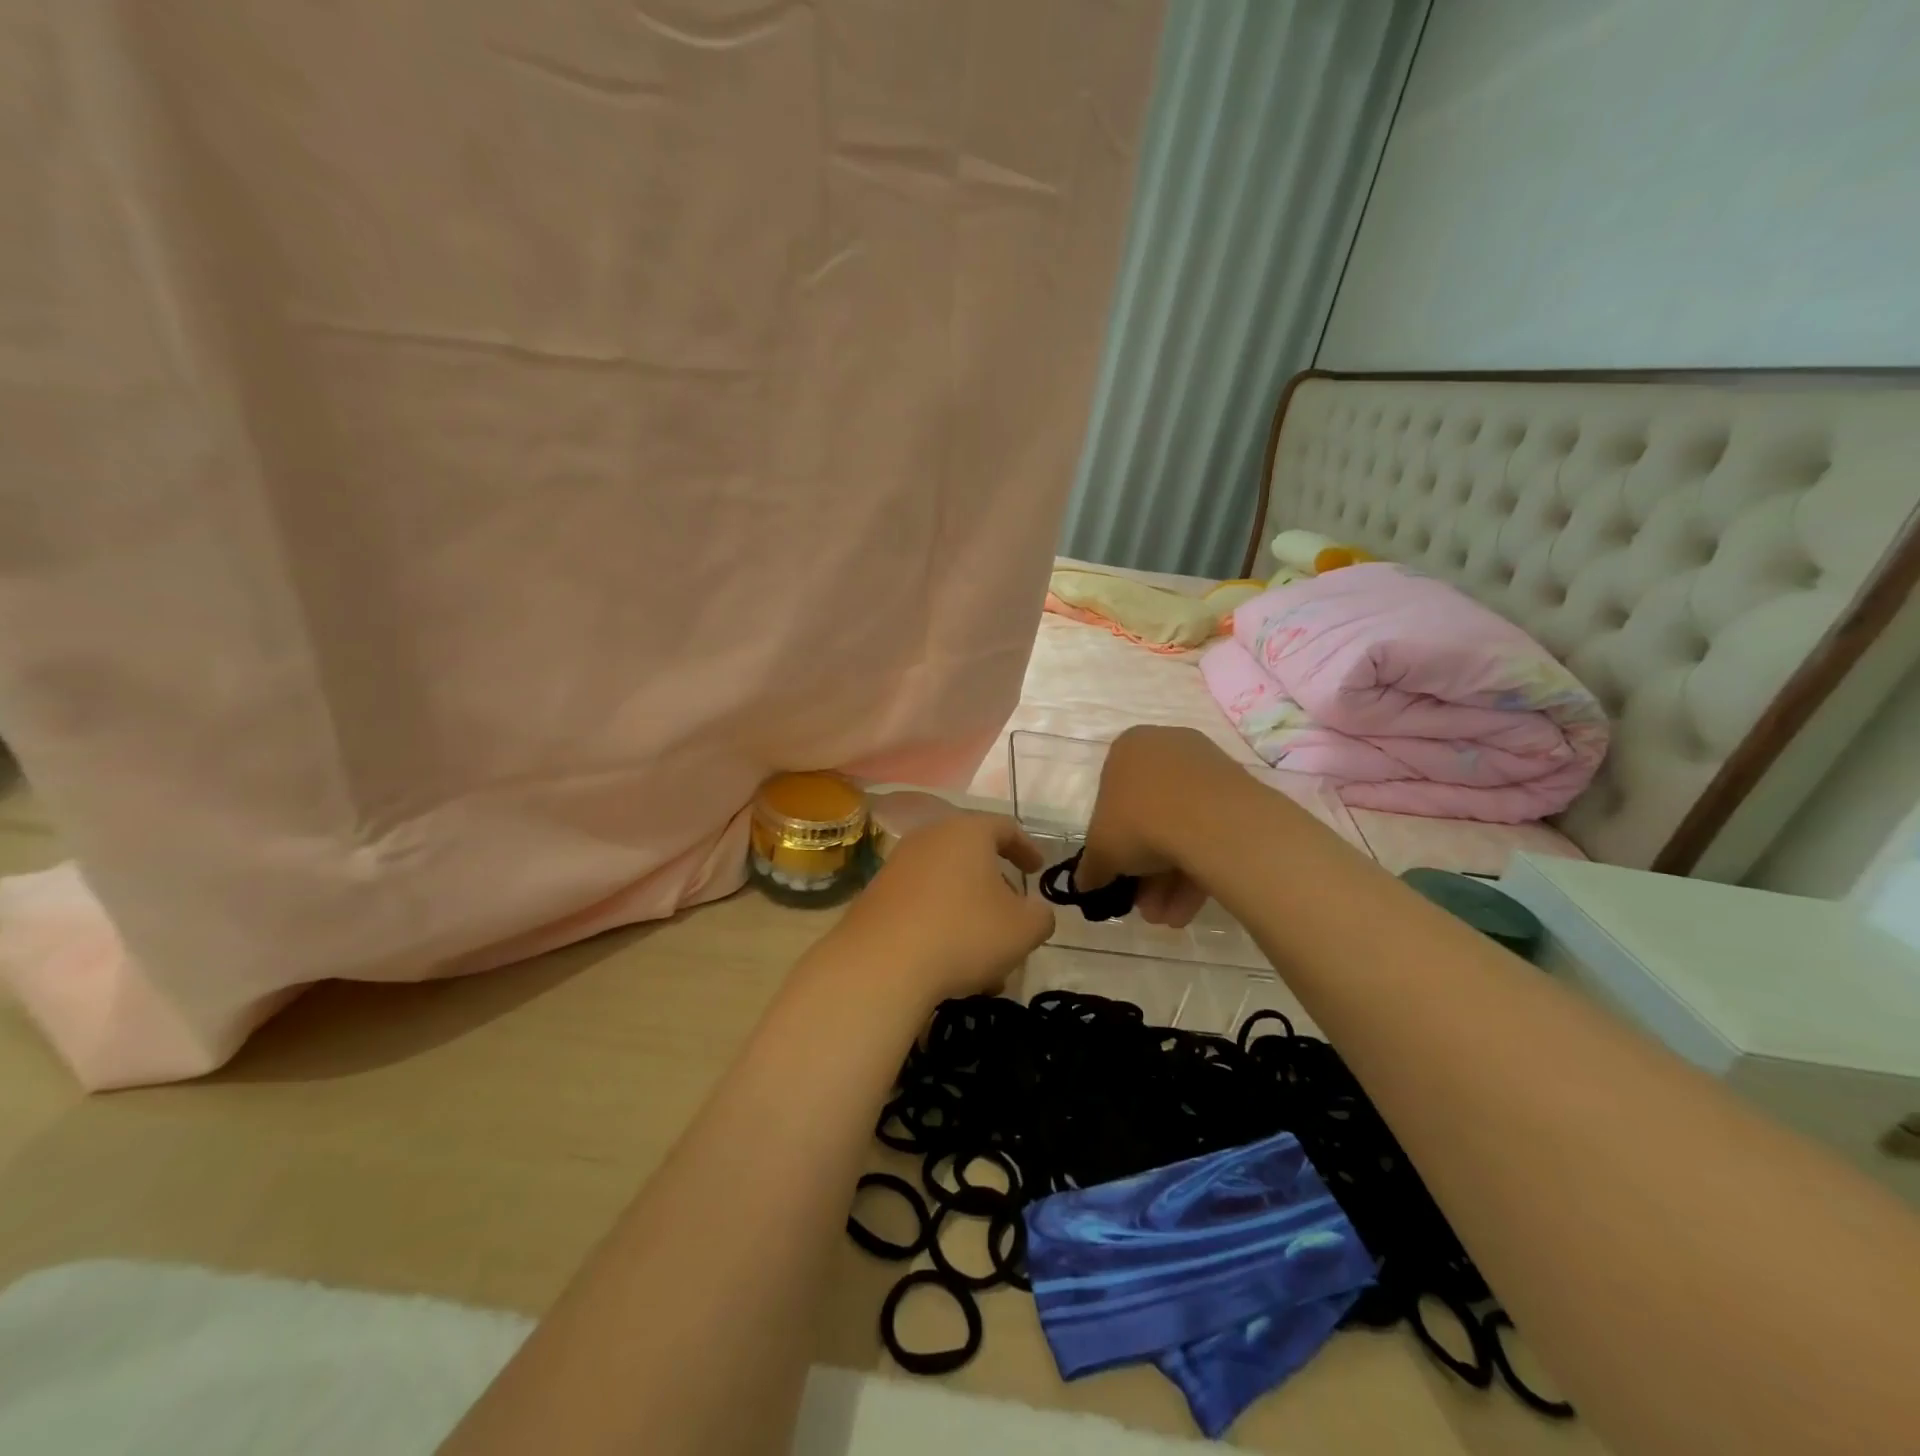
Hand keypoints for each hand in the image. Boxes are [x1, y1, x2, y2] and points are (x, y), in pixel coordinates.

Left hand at [830, 813, 1054, 1005]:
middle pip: (972, 855)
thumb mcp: (1022, 929)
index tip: (1038, 868)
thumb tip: (1035, 911)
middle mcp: (930, 838)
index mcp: (967, 832)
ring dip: (969, 911)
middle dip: (996, 885)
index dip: (1026, 848)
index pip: (1005, 827)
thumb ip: (1040, 915)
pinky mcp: (877, 895)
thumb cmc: (963, 933)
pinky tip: (950, 962)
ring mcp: (898, 865)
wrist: (881, 964)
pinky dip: (941, 923)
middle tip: (1013, 912)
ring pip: (947, 884)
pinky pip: (921, 902)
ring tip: (985, 952)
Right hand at [1077, 727, 1232, 927]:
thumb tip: (1084, 883)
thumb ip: (1090, 868)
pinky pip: (1211, 831)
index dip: (1112, 841)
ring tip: (1169, 917)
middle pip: (1150, 816)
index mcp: (1128, 748)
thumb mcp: (1101, 851)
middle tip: (1144, 905)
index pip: (1112, 796)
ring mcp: (1207, 767)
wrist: (1210, 821)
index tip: (1118, 873)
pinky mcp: (1239, 791)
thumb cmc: (1138, 821)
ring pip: (1182, 828)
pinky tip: (1189, 908)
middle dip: (1146, 870)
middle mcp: (1167, 748)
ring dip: (1171, 879)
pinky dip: (1199, 868)